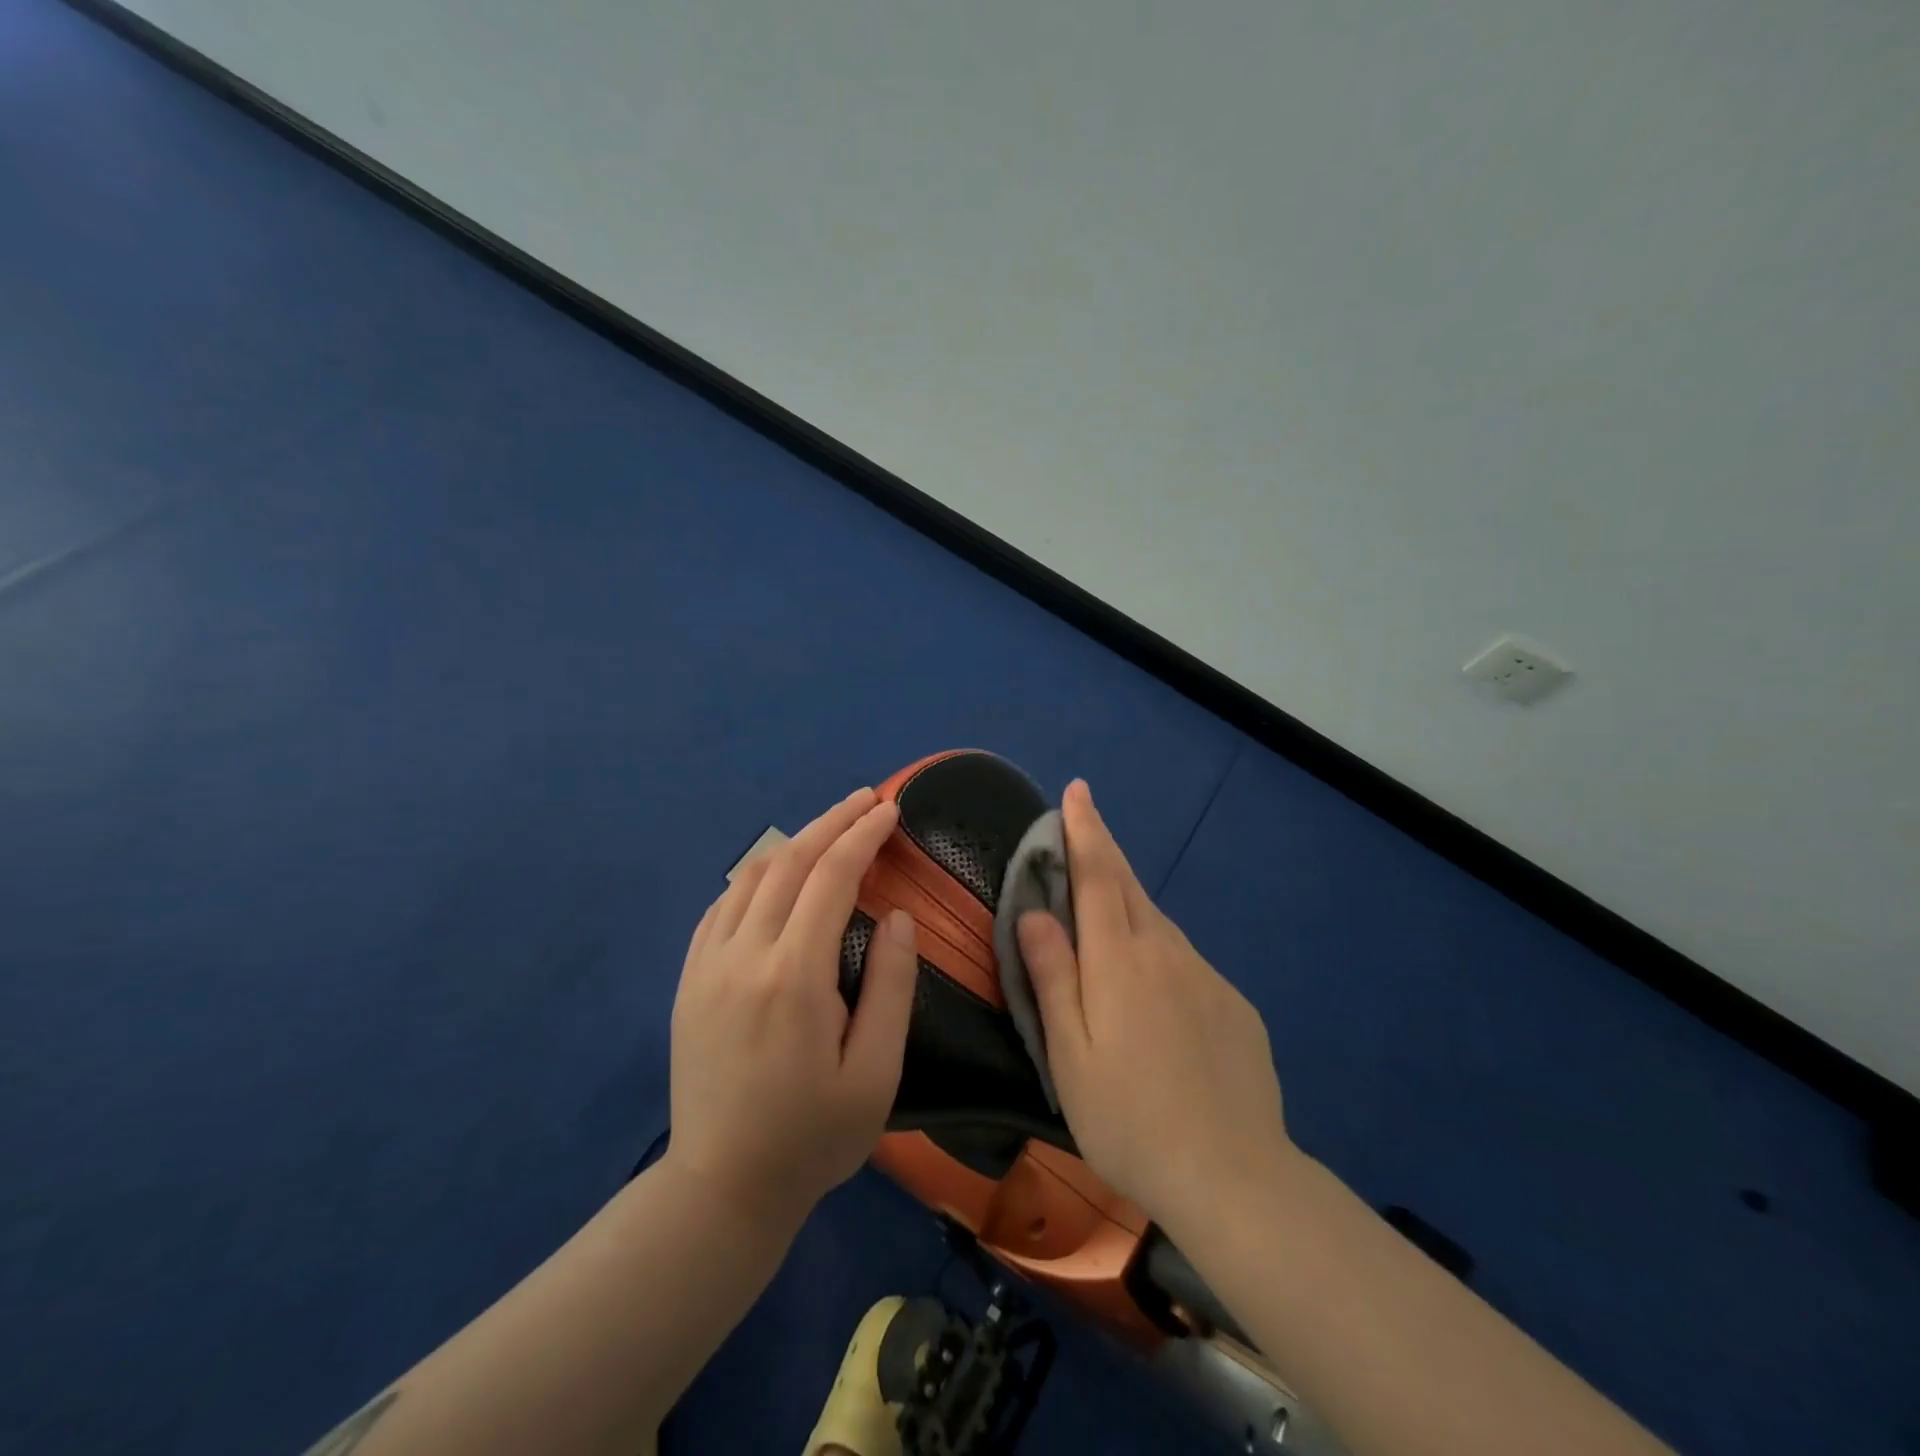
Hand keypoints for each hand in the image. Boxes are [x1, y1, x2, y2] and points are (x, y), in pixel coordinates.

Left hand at [666, 787, 917, 1227]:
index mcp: (793, 975)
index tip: (889, 811)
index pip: (830, 877)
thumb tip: (895, 915)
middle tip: (866, 801)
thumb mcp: (875, 1073)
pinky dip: (755, 876)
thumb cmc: (811, 1137)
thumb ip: (891, 986)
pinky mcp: (689, 980)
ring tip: (829, 830)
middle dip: (831, 822)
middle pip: (788, 861)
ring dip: (793, 842)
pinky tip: (776, 877)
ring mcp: (707, 964)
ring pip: (750, 876)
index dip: (862, 836)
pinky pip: (721, 906)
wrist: (720, 1189)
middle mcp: (743, 954)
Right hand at [1016, 780, 1292, 1235]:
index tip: (1077, 790)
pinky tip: (1154, 989)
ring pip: (1158, 922)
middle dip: (1104, 848)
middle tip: (1086, 821)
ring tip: (1105, 907)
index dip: (1085, 829)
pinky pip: (1185, 960)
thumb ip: (1052, 976)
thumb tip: (1036, 912)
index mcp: (1119, 960)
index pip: (1096, 876)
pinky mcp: (1233, 1003)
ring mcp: (1205, 975)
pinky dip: (1158, 950)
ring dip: (1128, 900)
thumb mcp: (1069, 1055)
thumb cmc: (1130, 1119)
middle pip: (1129, 886)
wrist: (1234, 1177)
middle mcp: (1165, 952)